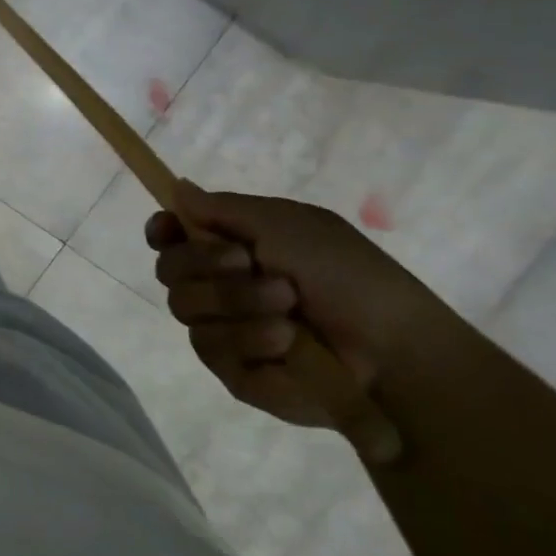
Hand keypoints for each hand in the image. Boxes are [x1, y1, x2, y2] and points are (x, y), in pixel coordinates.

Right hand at [146, 183, 462, 433]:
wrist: (392, 348)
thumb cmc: (346, 274)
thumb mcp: (287, 224)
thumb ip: (223, 208)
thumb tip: (176, 186)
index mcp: (230, 247)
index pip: (170, 237)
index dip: (162, 231)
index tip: (169, 229)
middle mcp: (218, 286)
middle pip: (168, 268)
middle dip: (205, 263)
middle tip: (247, 262)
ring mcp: (222, 328)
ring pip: (183, 306)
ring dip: (235, 299)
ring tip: (286, 306)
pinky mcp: (231, 369)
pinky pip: (208, 346)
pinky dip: (247, 337)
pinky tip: (285, 340)